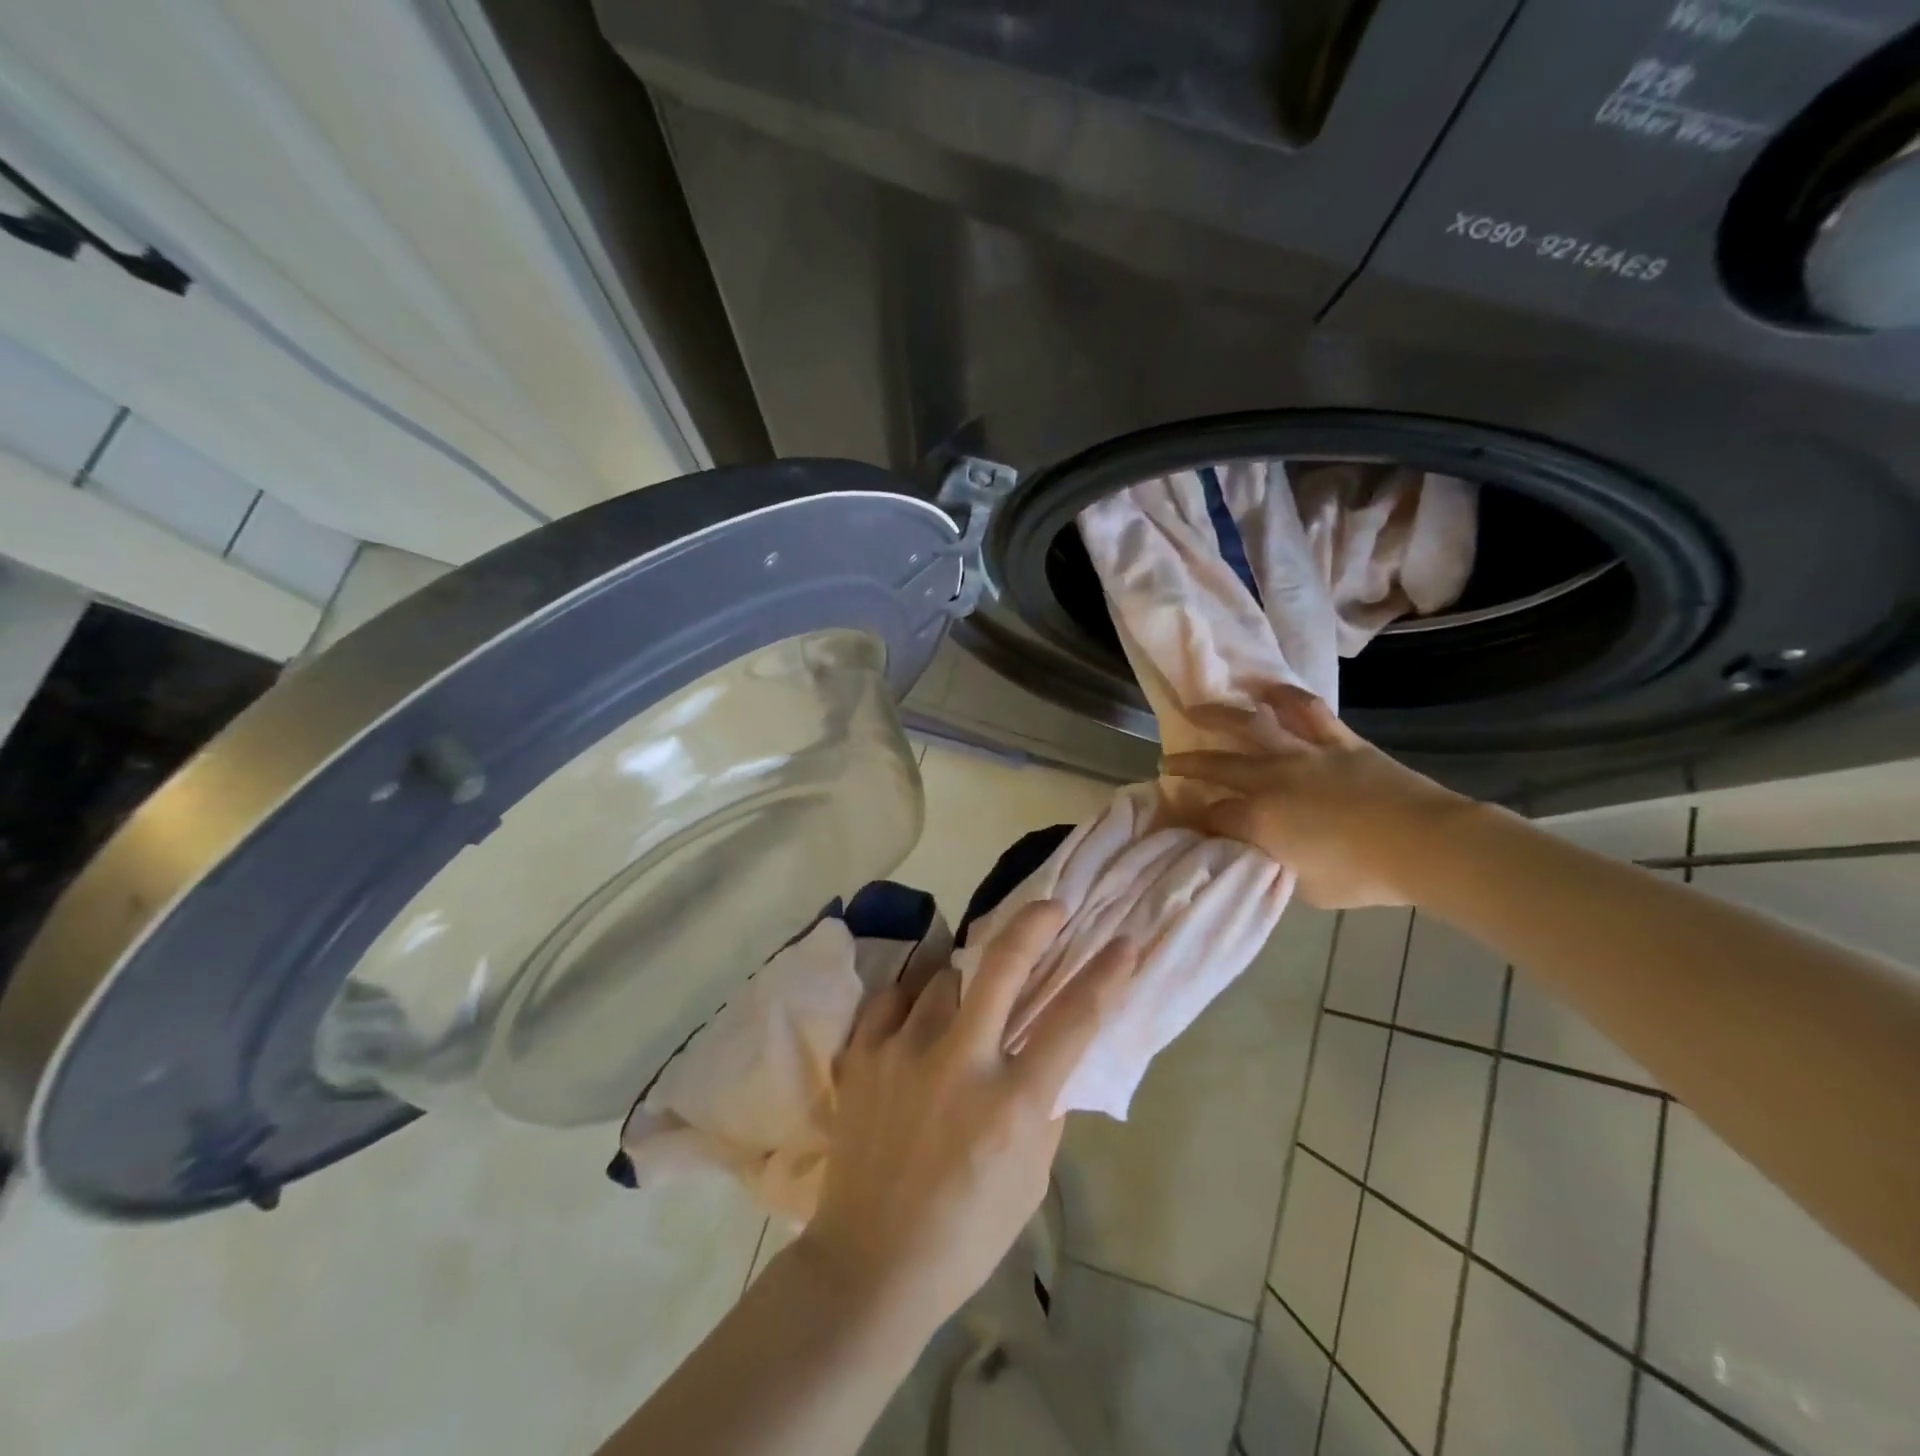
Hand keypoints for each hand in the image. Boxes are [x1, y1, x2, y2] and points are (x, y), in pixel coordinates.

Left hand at [795, 901, 1136, 1341]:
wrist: (871, 1263)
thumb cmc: (967, 1232)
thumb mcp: (1032, 1178)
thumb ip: (1044, 1106)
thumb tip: (1050, 1052)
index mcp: (1011, 1105)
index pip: (1072, 1021)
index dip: (1105, 975)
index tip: (1123, 943)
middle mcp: (958, 1064)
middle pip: (1002, 966)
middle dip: (1034, 924)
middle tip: (1051, 907)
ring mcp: (903, 1052)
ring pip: (945, 977)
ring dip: (966, 982)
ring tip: (968, 1000)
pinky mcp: (862, 1054)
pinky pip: (895, 998)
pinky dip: (915, 1001)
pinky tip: (920, 1017)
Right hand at [1165, 684, 1471, 908]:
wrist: (1428, 845)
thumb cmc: (1364, 876)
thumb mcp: (1305, 889)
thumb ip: (1271, 867)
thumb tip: (1253, 854)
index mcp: (1259, 819)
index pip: (1213, 816)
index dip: (1194, 818)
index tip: (1184, 820)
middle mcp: (1272, 779)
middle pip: (1217, 766)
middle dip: (1188, 764)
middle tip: (1168, 761)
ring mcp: (1304, 754)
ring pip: (1251, 727)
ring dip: (1218, 717)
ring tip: (1196, 709)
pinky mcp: (1338, 741)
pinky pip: (1307, 711)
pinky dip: (1284, 697)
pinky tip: (1265, 688)